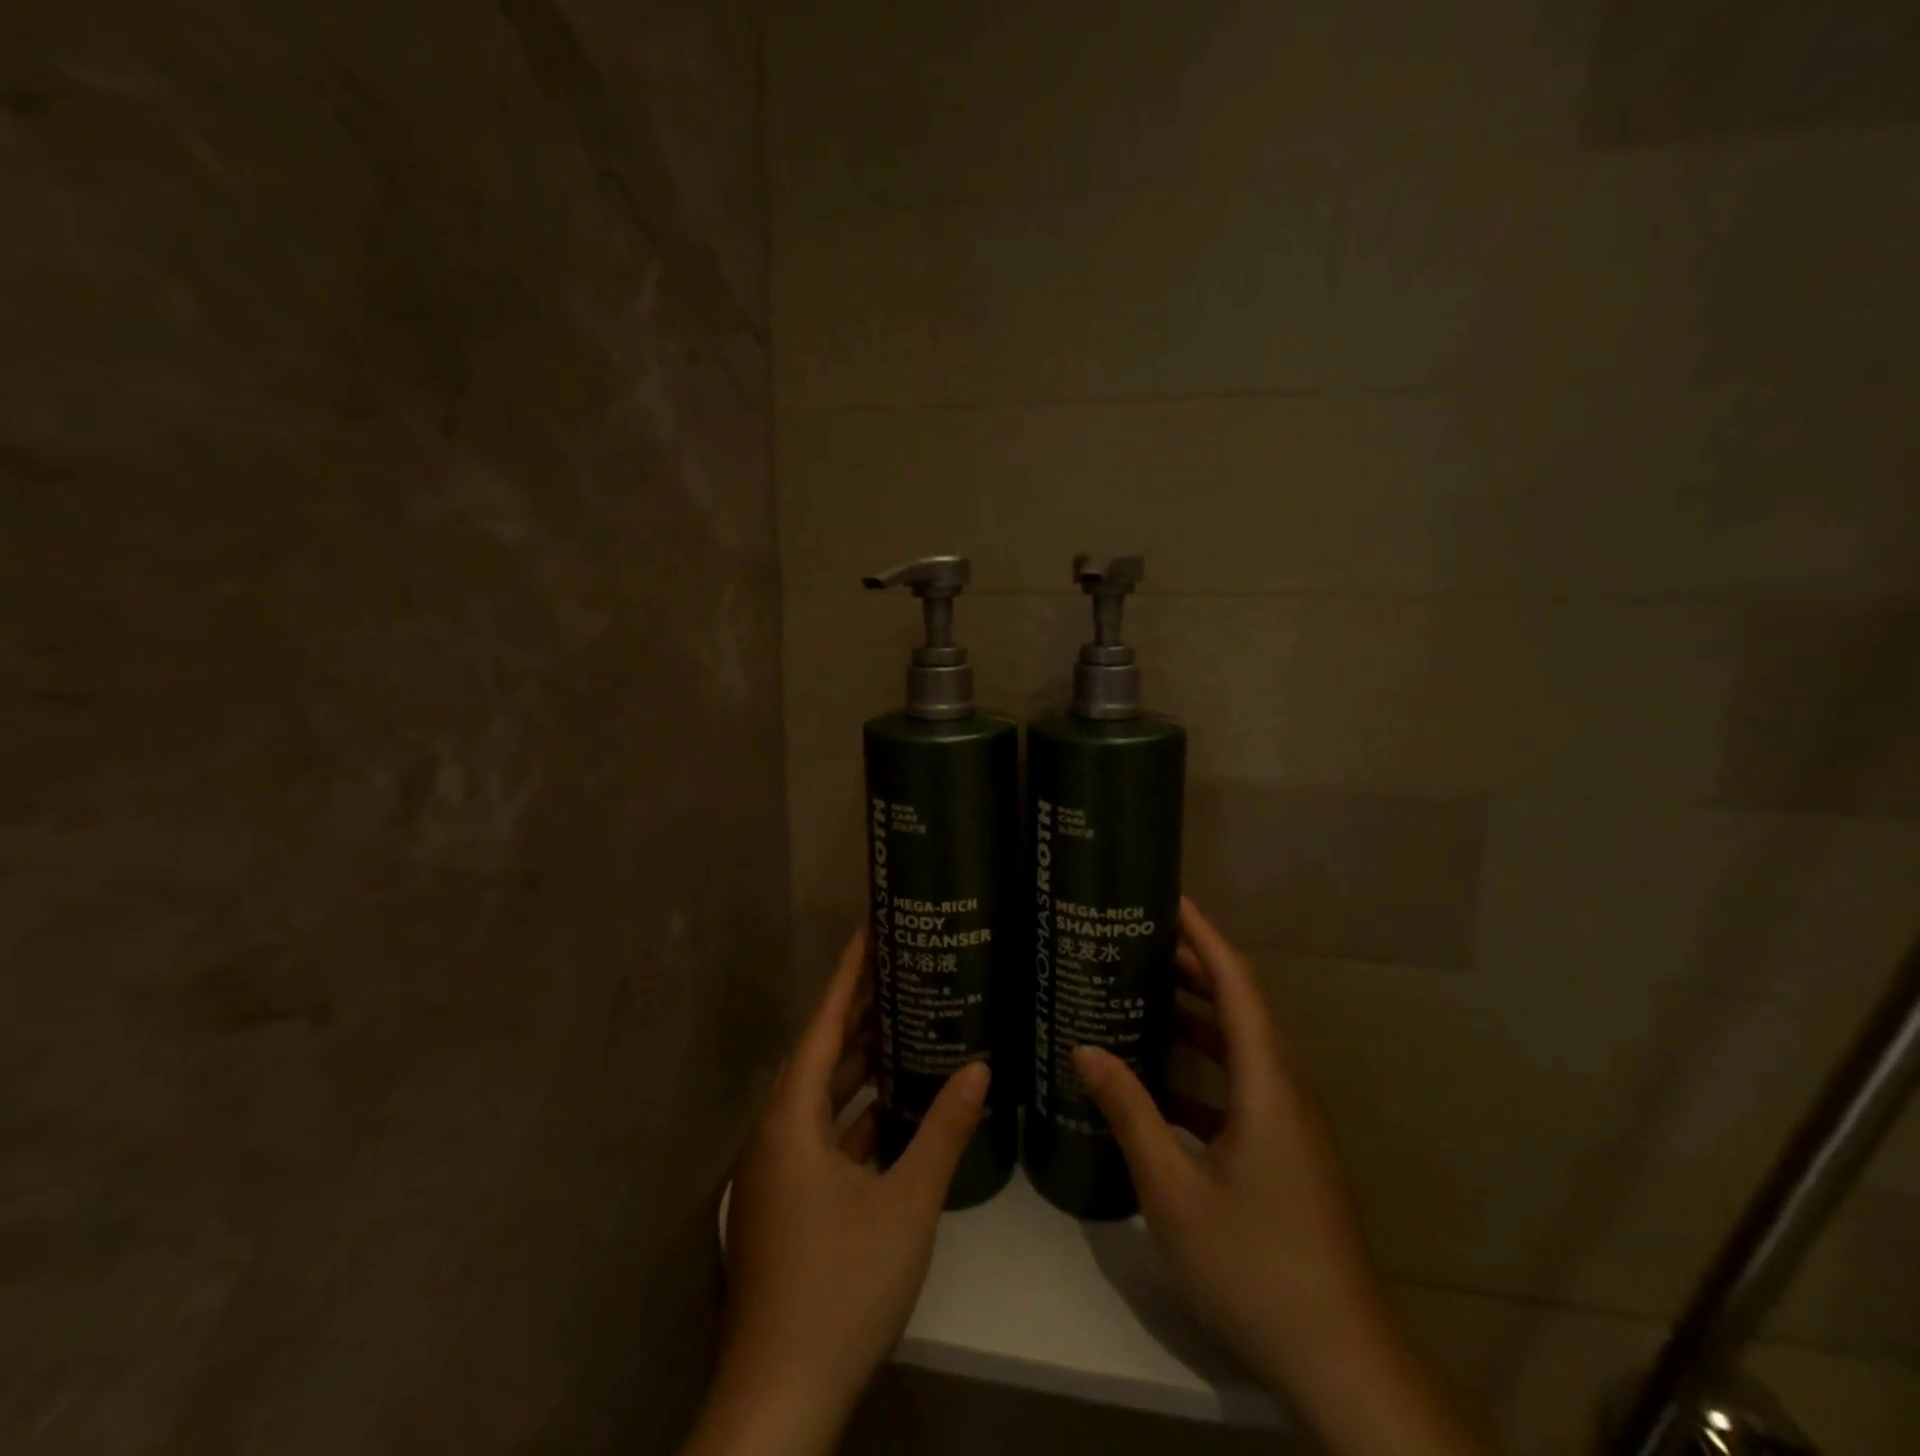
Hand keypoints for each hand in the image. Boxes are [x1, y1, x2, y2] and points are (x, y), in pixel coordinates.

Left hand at [683, 928, 988, 1455]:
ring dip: (860, 1062)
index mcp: (791, 1119)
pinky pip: (825, 1132)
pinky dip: (858, 1111)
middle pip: (821, 1053)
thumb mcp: (905, 1204)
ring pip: (823, 1095)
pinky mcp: (789, 1201)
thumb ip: (943, 1131)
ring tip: (906, 1020)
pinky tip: (894, 1103)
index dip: (847, 975)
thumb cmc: (840, 1289)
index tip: (871, 930)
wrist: (778, 1402)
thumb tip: (980, 1067)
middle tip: (902, 967)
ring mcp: (779, 1170)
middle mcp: (776, 1132)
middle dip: (859, 1011)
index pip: (822, 1024)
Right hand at [1074, 900, 1488, 1455]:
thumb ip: (1130, 1114)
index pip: (1238, 985)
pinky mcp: (1283, 1152)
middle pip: (1239, 1008)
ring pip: (1239, 1048)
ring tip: (1139, 995)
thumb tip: (1085, 1050)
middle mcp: (1284, 1090)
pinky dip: (1199, 1068)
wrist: (1342, 1362)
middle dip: (1192, 969)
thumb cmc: (1255, 1265)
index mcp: (1267, 1084)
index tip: (1170, 901)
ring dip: (1195, 1018)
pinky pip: (1238, 1085)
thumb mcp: (1174, 1189)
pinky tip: (1156, 1081)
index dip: (1206, 937)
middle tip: (1135, 943)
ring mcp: (1287, 1124)